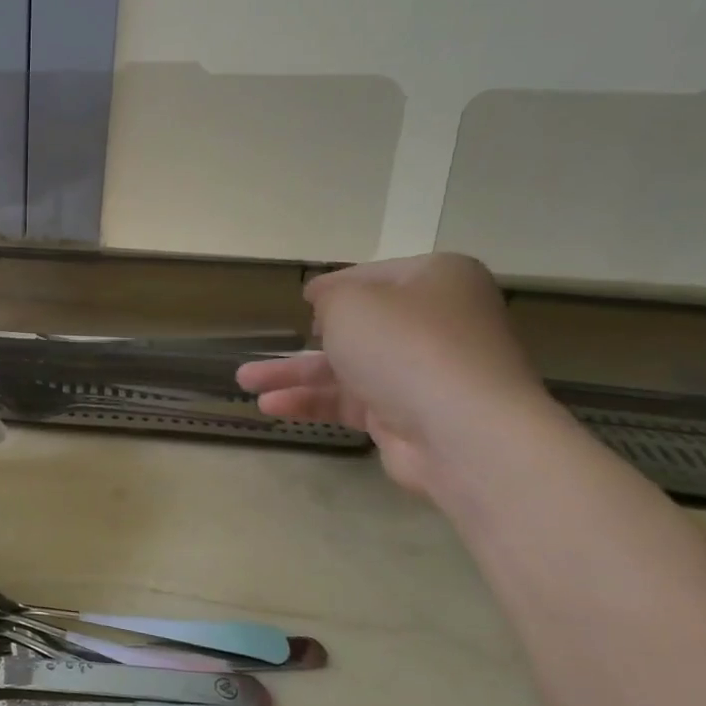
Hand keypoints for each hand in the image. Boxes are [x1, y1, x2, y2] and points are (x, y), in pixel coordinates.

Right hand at [236, 254, 551, 497]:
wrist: (461, 430)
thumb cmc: (404, 345)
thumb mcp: (350, 303)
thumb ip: (328, 297)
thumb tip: (326, 302)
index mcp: (436, 280)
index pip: (374, 276)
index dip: (333, 287)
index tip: (302, 301)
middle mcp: (436, 322)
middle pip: (359, 327)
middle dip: (305, 339)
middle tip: (266, 346)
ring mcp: (424, 372)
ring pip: (347, 367)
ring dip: (295, 374)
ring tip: (244, 382)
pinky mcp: (408, 415)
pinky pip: (351, 401)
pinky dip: (312, 402)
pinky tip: (271, 407)